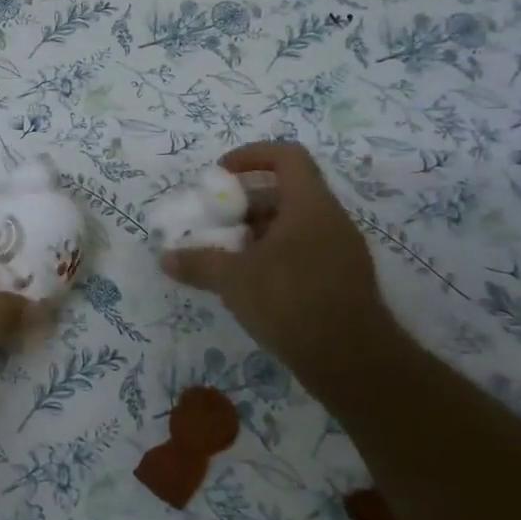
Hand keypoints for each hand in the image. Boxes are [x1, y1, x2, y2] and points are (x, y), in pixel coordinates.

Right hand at [160, 142, 401, 393]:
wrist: (354, 363)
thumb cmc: (291, 302)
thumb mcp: (233, 280)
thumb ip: (198, 263)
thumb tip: (165, 258)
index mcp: (309, 206)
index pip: (286, 156)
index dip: (251, 156)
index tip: (220, 175)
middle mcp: (330, 220)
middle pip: (285, 192)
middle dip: (245, 202)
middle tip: (215, 221)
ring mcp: (341, 251)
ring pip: (293, 224)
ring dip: (257, 231)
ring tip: (226, 254)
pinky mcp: (343, 280)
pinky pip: (304, 250)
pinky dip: (274, 254)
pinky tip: (250, 283)